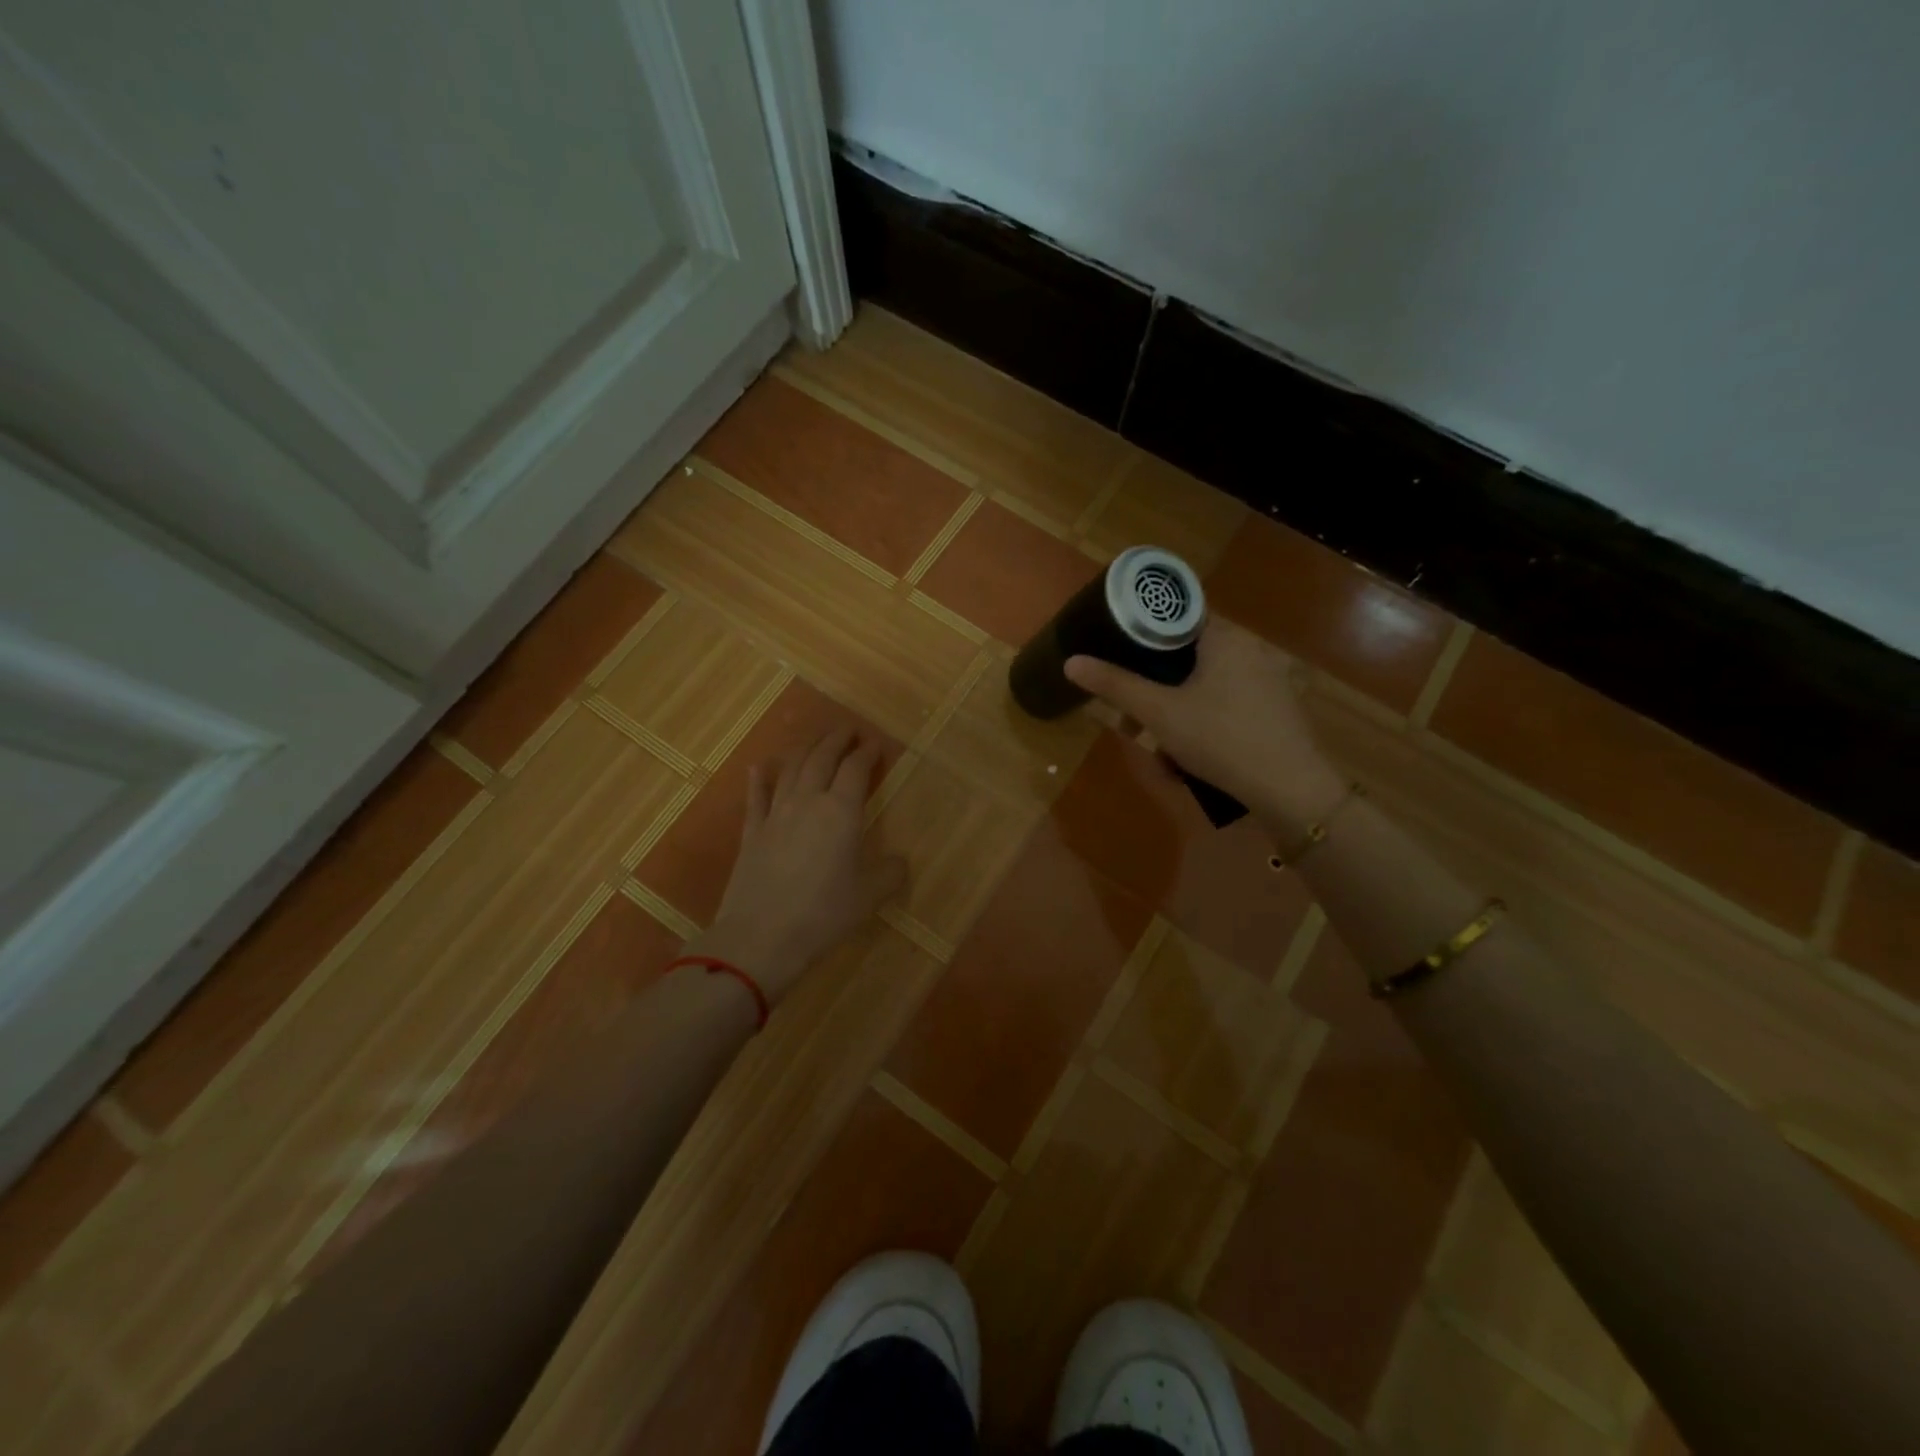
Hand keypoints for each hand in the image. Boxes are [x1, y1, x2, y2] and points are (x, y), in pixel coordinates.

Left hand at [703, 729, 906, 1005]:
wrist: (761, 937)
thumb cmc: (823, 914)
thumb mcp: (869, 897)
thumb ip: (889, 874)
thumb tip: (898, 862)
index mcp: (841, 812)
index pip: (856, 769)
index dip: (867, 753)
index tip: (876, 744)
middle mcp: (808, 801)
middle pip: (822, 758)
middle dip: (837, 740)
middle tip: (848, 729)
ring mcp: (775, 814)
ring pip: (791, 769)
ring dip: (806, 749)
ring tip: (816, 741)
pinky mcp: (751, 832)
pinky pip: (756, 797)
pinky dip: (761, 778)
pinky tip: (761, 766)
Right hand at [1064, 619, 1343, 830]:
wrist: (1291, 790)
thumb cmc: (1220, 739)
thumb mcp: (1159, 713)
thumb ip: (1115, 685)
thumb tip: (1071, 662)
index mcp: (1224, 637)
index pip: (1176, 616)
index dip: (1143, 635)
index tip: (1120, 658)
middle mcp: (1249, 649)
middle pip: (1186, 658)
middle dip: (1155, 690)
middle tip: (1133, 720)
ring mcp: (1267, 680)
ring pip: (1203, 688)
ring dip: (1175, 715)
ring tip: (1159, 753)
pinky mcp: (1275, 710)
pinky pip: (1226, 706)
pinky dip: (1202, 725)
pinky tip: (1191, 760)